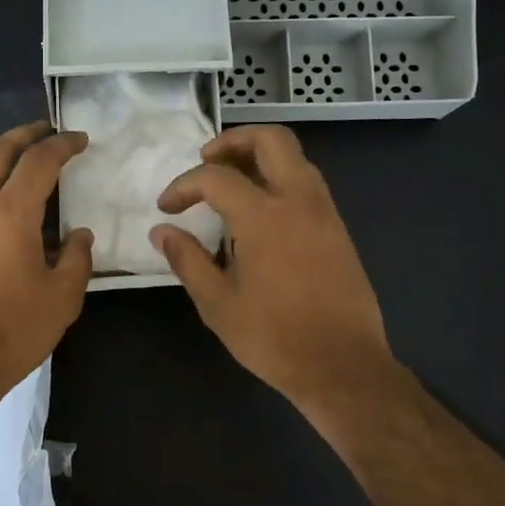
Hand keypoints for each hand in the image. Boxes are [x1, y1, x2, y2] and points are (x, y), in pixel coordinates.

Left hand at [0, 122, 94, 415]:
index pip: (38, 162)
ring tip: (29, 175)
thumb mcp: (62, 296)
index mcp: (9, 213)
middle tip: (44, 129)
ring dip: (3, 167)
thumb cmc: (14, 329)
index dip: (61, 145)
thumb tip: (78, 235)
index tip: (79, 139)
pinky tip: (9, 224)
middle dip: (21, 135)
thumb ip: (75, 258)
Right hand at [152, 125, 392, 416]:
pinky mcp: (338, 230)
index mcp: (264, 217)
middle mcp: (299, 201)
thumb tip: (162, 231)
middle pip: (271, 139)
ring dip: (260, 157)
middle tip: (206, 161)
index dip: (183, 185)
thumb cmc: (274, 338)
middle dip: (233, 140)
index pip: (216, 177)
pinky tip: (261, 212)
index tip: (167, 208)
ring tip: (231, 183)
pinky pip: (308, 183)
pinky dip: (280, 178)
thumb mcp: (218, 304)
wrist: (342, 366)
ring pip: (295, 158)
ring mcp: (325, 213)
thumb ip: (187, 260)